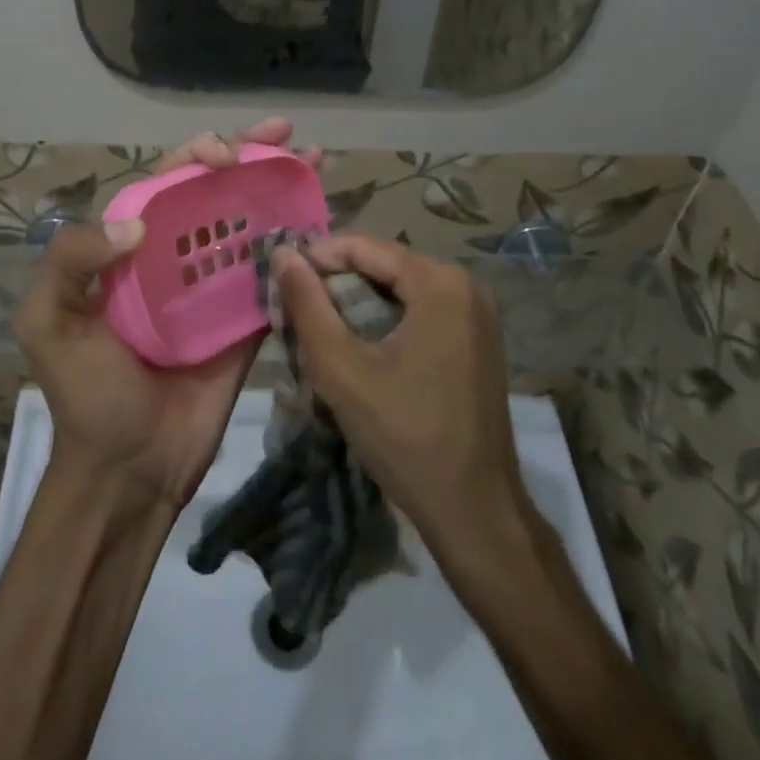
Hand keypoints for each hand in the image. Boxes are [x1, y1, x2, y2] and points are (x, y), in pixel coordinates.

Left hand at [11, 119, 317, 508]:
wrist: (128, 470)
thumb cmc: (85, 394)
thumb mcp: (48, 322)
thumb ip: (70, 259)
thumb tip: (137, 223)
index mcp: (129, 249)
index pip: (166, 183)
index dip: (196, 156)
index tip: (226, 154)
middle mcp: (175, 258)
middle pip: (216, 192)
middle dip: (250, 157)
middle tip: (288, 135)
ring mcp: (214, 289)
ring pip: (249, 225)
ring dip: (280, 191)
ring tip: (314, 161)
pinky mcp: (245, 322)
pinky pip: (273, 277)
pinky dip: (295, 249)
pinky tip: (321, 224)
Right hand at [271, 236, 530, 554]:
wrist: (474, 512)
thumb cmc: (405, 436)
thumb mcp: (341, 369)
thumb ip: (307, 305)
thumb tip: (282, 253)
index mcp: (440, 283)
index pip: (366, 247)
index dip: (318, 257)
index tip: (282, 280)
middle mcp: (466, 286)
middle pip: (385, 266)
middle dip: (337, 283)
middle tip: (296, 309)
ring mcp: (477, 316)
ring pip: (401, 290)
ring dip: (358, 303)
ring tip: (319, 328)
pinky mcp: (477, 342)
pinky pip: (421, 312)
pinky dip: (385, 321)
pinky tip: (358, 347)